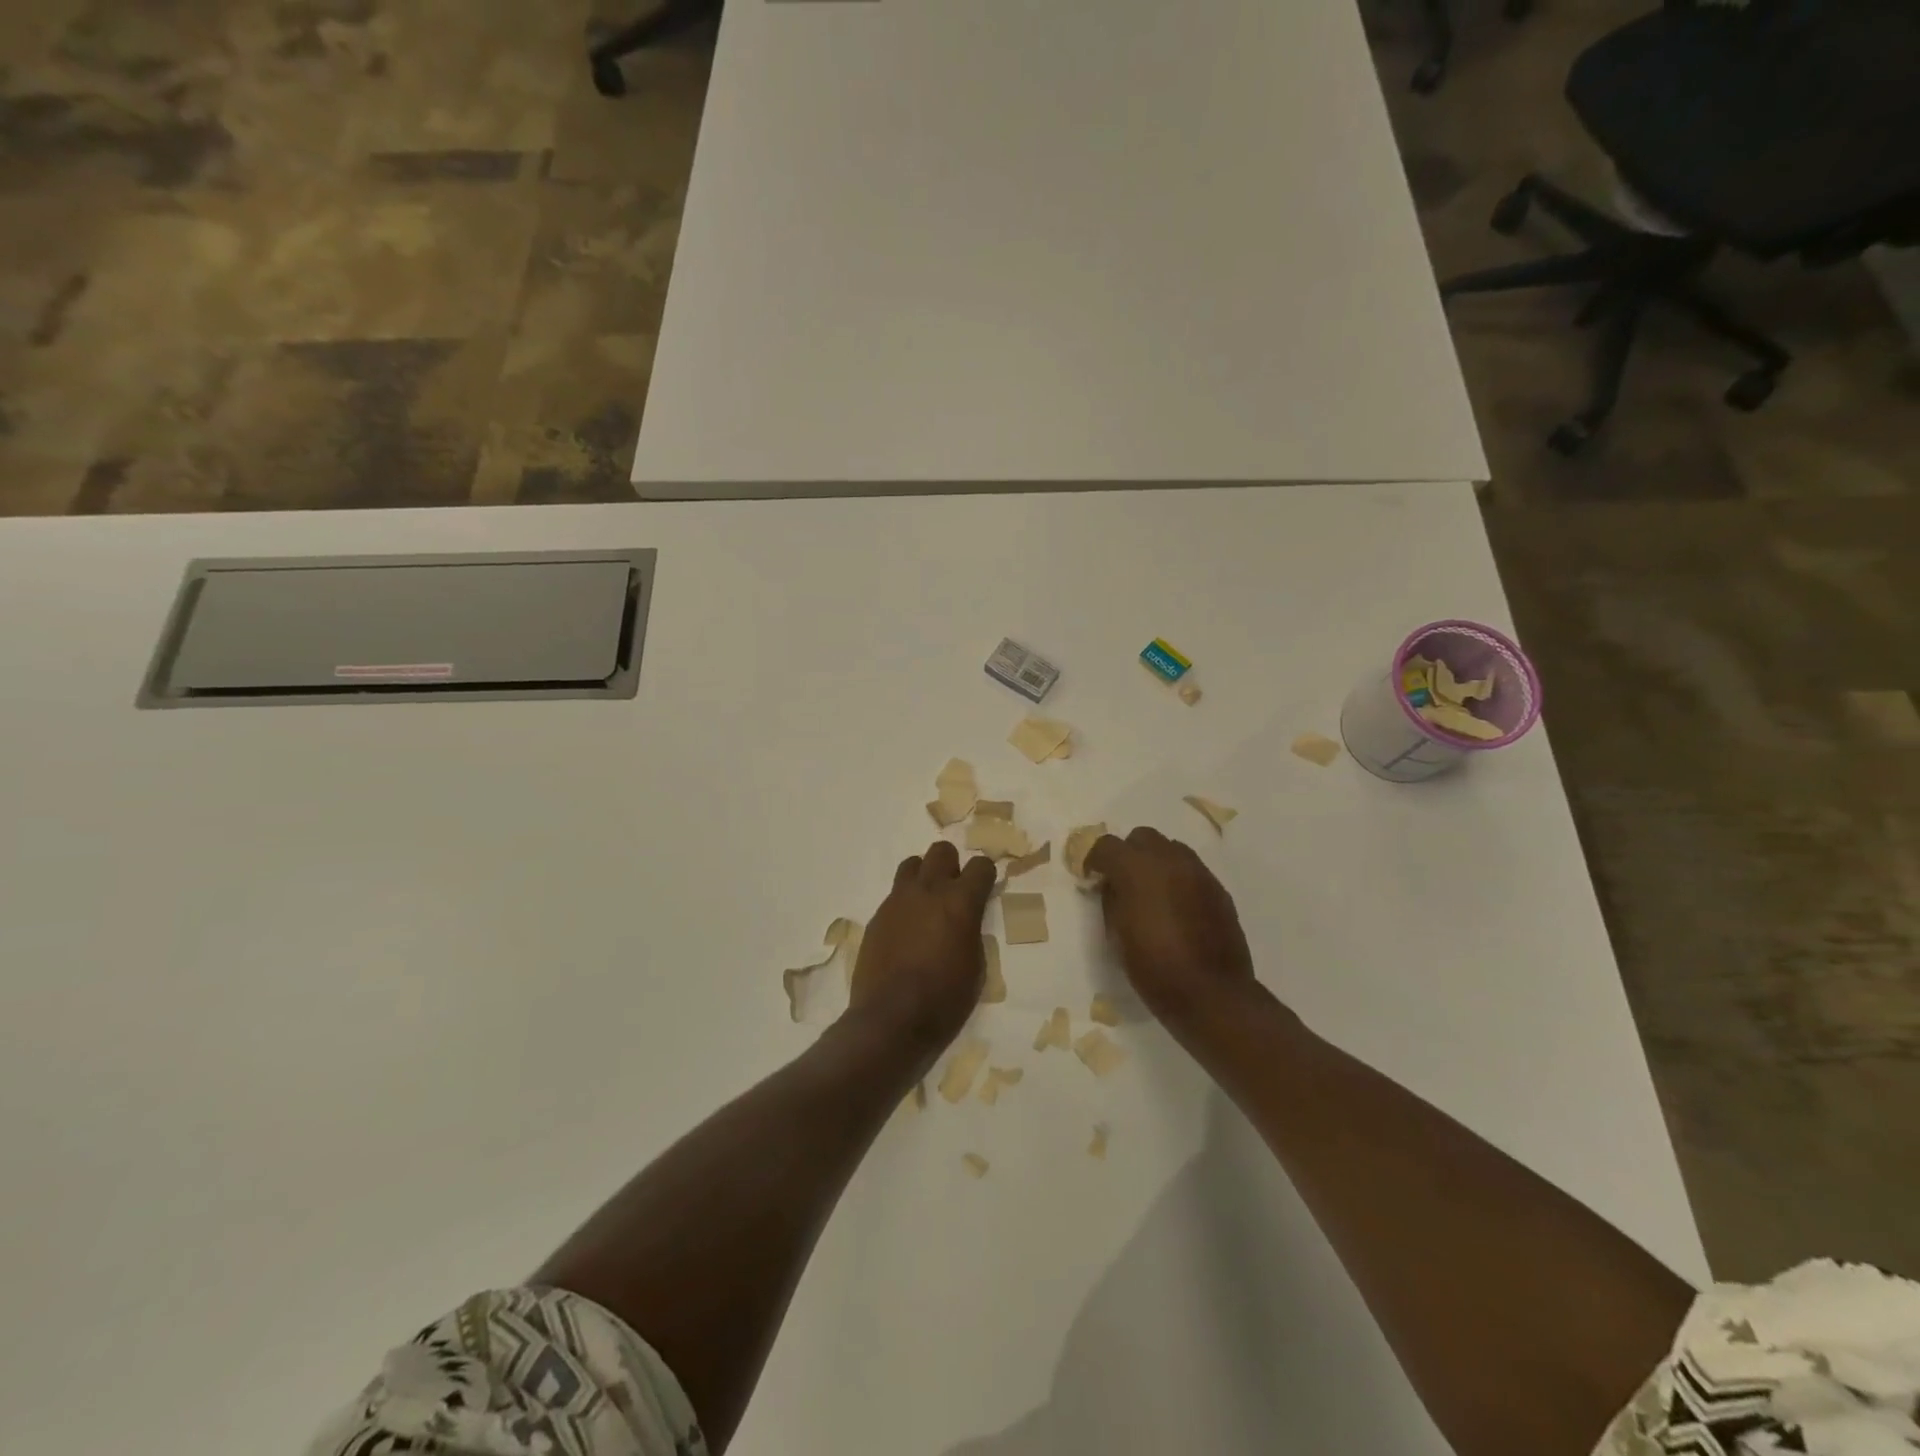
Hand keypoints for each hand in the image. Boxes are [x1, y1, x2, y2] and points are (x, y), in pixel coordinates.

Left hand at [848, 841, 996, 1052]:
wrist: (890, 1018)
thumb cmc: (944, 999)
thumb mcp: (976, 966)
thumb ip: (971, 930)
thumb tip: (965, 919)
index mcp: (960, 902)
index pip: (981, 866)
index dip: (986, 875)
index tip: (985, 889)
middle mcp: (928, 890)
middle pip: (942, 851)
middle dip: (952, 866)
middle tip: (953, 892)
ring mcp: (898, 900)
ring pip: (912, 865)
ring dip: (924, 877)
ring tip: (926, 904)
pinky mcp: (877, 916)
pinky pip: (894, 895)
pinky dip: (904, 904)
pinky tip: (906, 930)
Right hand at [1085, 827, 1260, 1029]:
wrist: (1211, 993)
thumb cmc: (1153, 967)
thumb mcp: (1116, 935)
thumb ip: (1111, 900)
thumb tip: (1112, 886)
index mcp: (1136, 868)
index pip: (1106, 845)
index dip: (1094, 860)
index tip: (1091, 878)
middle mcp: (1168, 859)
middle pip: (1142, 837)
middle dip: (1128, 853)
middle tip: (1122, 881)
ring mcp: (1198, 871)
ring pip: (1170, 848)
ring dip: (1155, 862)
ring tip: (1151, 892)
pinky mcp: (1218, 888)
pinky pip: (1191, 869)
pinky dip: (1178, 878)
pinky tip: (1176, 906)